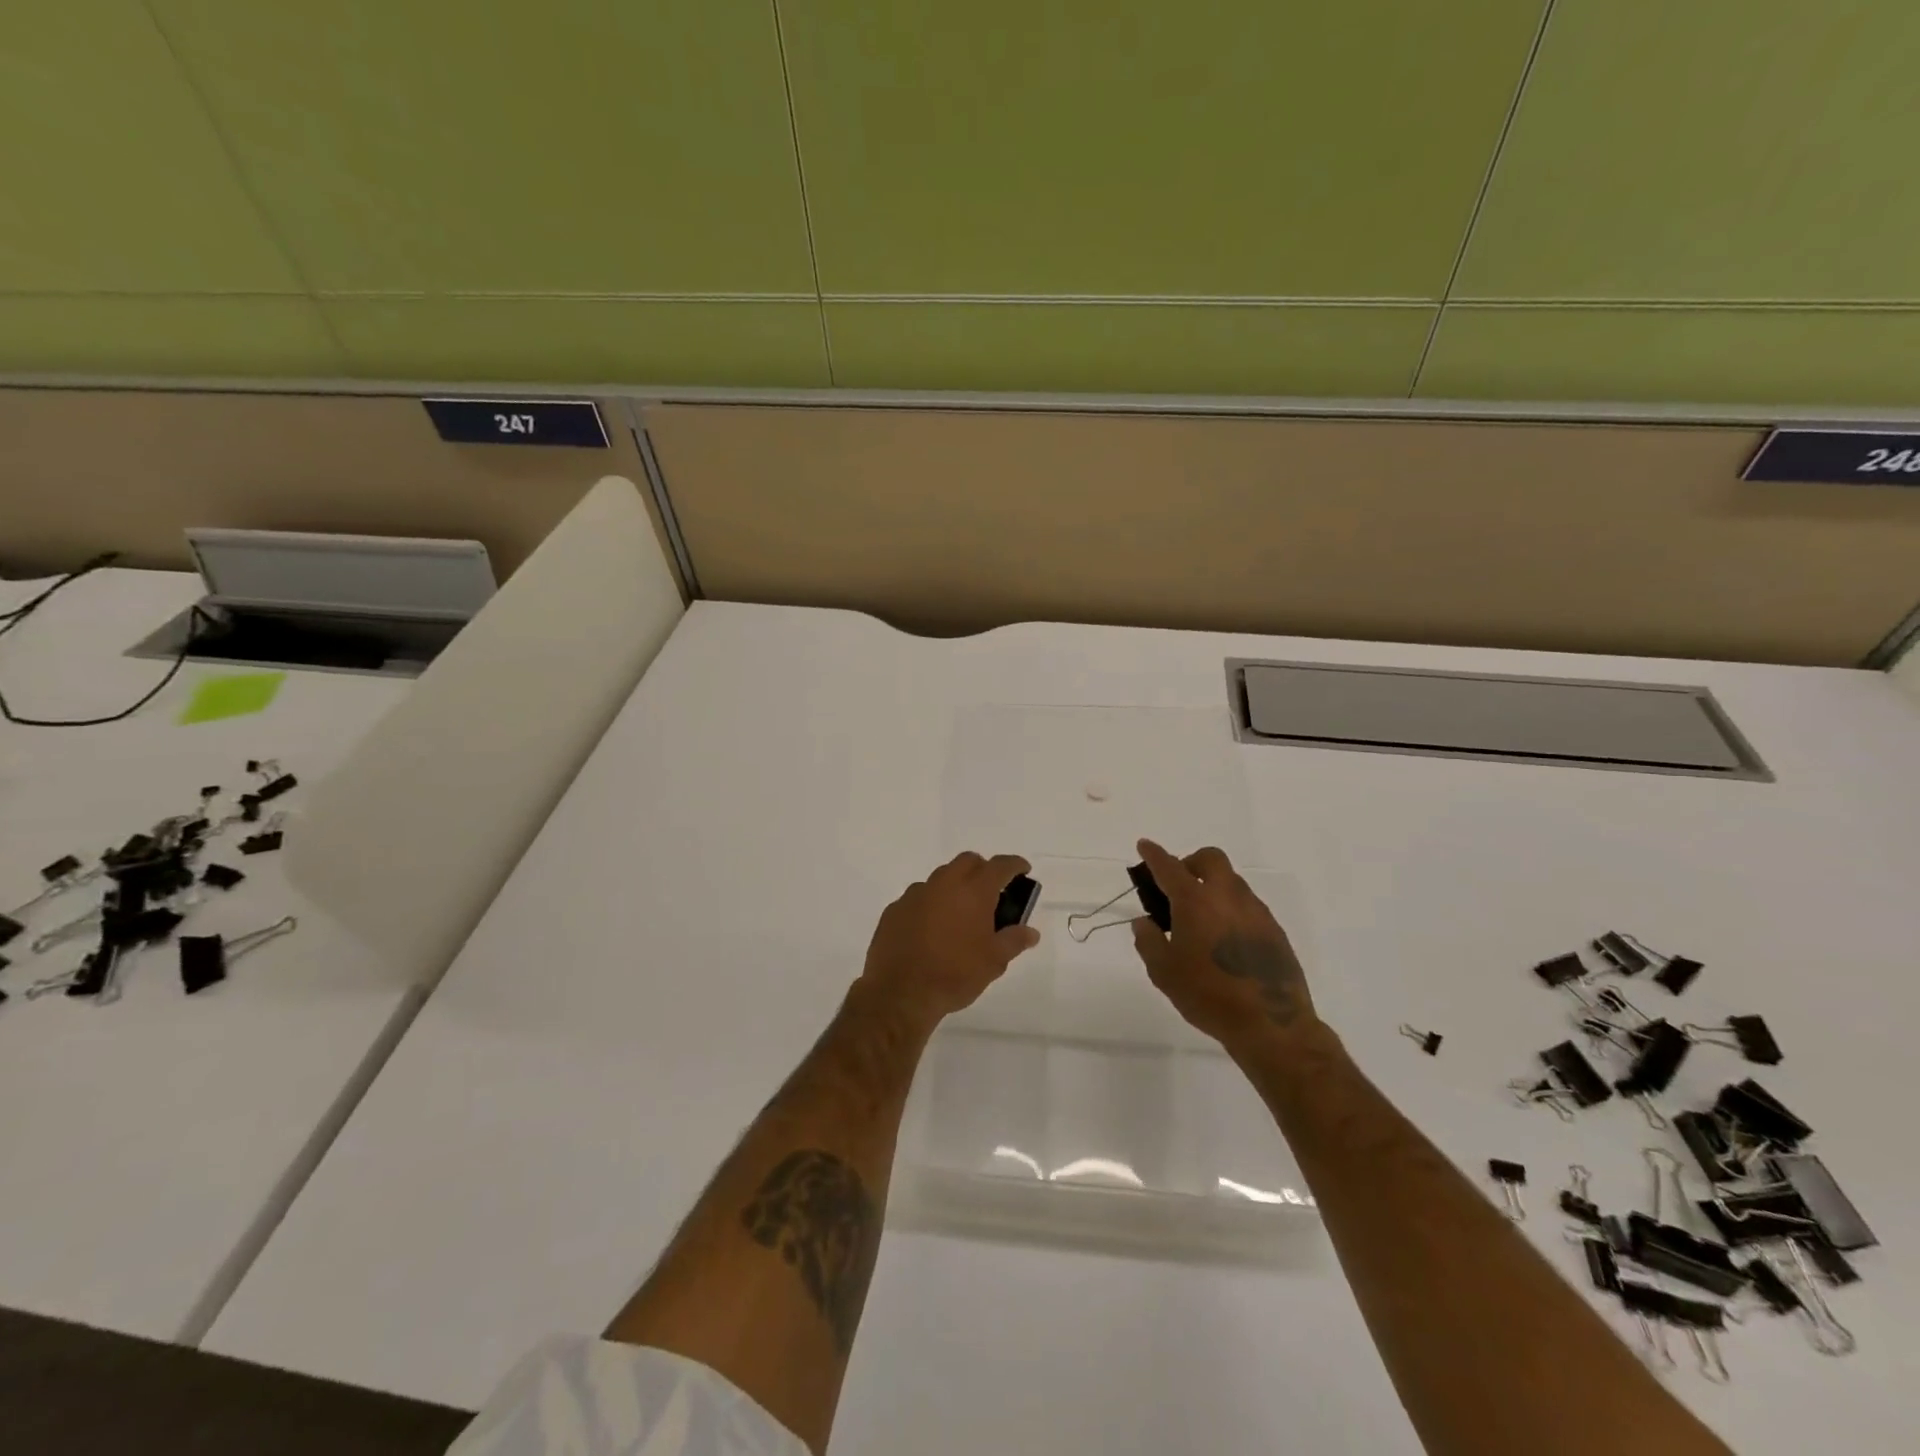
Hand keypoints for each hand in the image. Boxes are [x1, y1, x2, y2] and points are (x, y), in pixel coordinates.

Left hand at [858, 852, 1039, 1028]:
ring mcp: (916, 894)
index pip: (1000, 866)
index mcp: (973, 891)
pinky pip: (918, 897)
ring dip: (954, 886)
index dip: (1014, 865)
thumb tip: (1031, 932)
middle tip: (991, 892)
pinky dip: (931, 904)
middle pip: (967, 862)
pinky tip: (931, 928)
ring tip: (960, 914)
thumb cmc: (955, 974)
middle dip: (983, 869)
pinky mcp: (895, 909)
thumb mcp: (994, 961)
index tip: (1022, 869)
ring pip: (940, 877)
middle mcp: (944, 883)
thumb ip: (1014, 940)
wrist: (901, 992)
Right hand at [1130, 839, 1317, 1049]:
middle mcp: (1227, 896)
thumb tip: (1144, 922)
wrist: (1271, 1024)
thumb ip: (1148, 941)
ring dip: (1213, 887)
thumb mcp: (1164, 972)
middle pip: (1210, 859)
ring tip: (1201, 919)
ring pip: (1231, 881)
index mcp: (1195, 901)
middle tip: (1178, 887)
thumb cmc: (1208, 996)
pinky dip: (1231, 909)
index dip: (1154, 854)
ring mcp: (1255, 910)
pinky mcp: (1274, 929)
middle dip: (1191, 862)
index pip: (1169, 867)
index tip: (1144, 845)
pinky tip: (1225, 939)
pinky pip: (1247, 905)